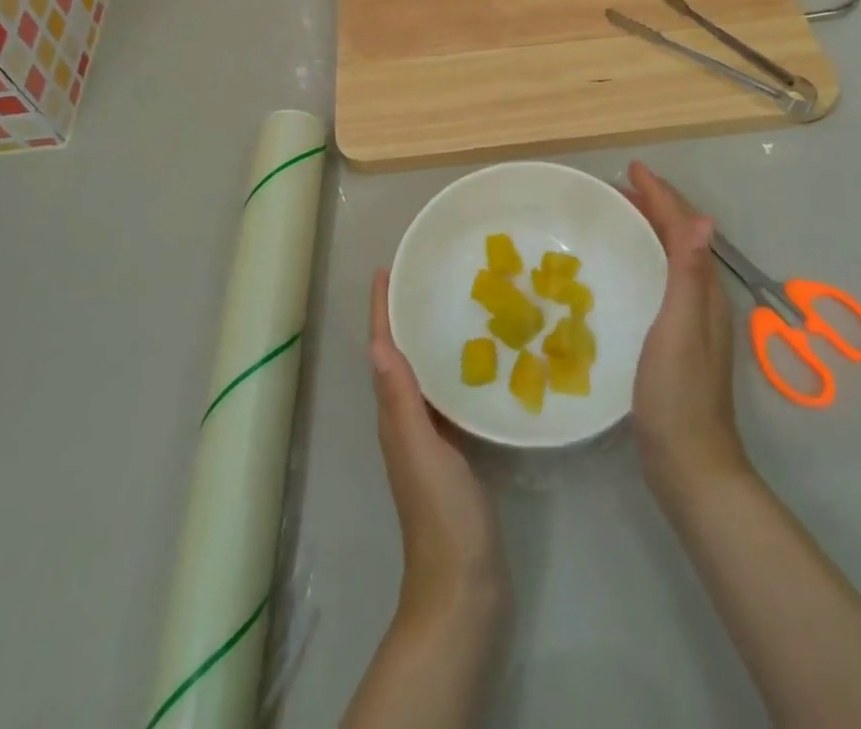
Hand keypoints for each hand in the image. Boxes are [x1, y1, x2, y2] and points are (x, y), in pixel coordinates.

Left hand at [368, 269, 505, 625]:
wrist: (464, 589)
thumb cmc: (442, 516)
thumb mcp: (421, 452)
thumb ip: (401, 401)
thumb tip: (378, 344)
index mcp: (395, 416)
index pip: (384, 351)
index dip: (382, 311)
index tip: (386, 271)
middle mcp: (406, 420)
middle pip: (400, 356)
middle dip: (405, 316)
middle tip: (425, 277)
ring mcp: (431, 438)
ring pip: (424, 374)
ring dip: (429, 339)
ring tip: (454, 305)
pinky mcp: (456, 452)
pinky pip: (449, 397)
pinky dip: (455, 371)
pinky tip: (482, 362)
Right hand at [623, 161, 748, 502]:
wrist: (689, 465)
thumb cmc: (678, 394)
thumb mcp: (680, 329)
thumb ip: (689, 274)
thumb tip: (703, 217)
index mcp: (703, 291)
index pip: (685, 228)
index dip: (660, 195)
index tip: (631, 169)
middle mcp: (701, 298)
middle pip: (680, 237)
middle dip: (655, 205)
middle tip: (618, 187)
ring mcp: (689, 320)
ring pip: (670, 257)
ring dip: (649, 229)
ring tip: (618, 215)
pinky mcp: (674, 339)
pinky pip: (660, 279)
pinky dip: (644, 258)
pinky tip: (623, 269)